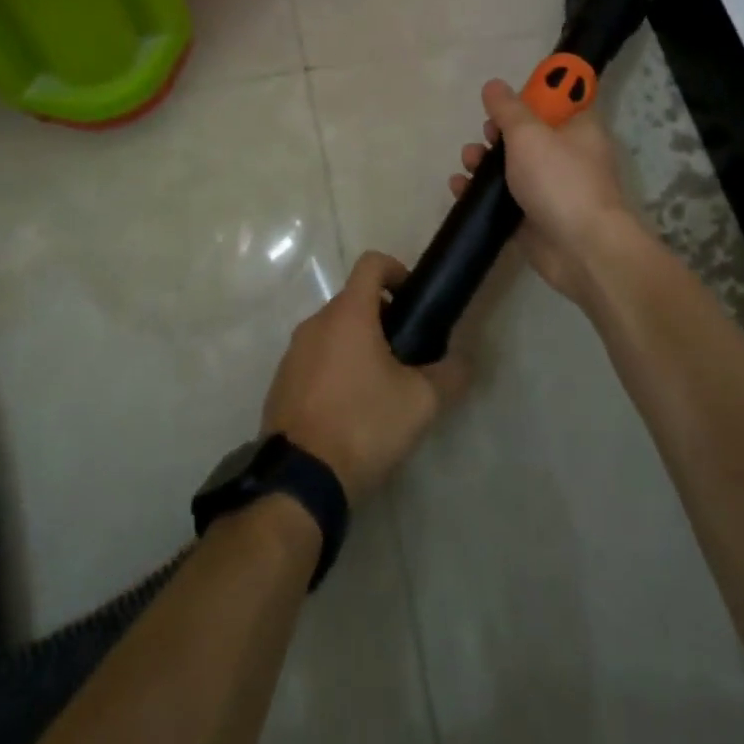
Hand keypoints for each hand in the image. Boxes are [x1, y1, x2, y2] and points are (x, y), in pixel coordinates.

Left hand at [261, 251, 467, 501]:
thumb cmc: (363, 425)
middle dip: (382, 317)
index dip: (396, 270)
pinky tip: (350, 410)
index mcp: (348, 314)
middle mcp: (315, 323)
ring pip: (332, 331)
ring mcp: (293, 353)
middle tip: (406, 353)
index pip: (371, 263)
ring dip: (357, 345)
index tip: (412, 300)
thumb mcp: (421, 402)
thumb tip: (463, 360)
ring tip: (380, 386)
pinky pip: (314, 360)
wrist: (300, 480)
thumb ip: (450, 374)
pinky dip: (334, 369)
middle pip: (353, 300)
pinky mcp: (280, 383)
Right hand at [449, 78, 634, 308]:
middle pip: (527, 134)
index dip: (532, 96)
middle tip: (487, 135)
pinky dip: (480, 193)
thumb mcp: (529, 134)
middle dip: (498, 131)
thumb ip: (508, 109)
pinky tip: (460, 188)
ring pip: (510, 167)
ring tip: (469, 162)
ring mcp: (549, 189)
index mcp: (578, 128)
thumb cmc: (559, 180)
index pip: (558, 102)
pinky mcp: (532, 218)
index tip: (508, 100)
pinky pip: (501, 200)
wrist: (581, 250)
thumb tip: (494, 85)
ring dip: (484, 161)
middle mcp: (566, 156)